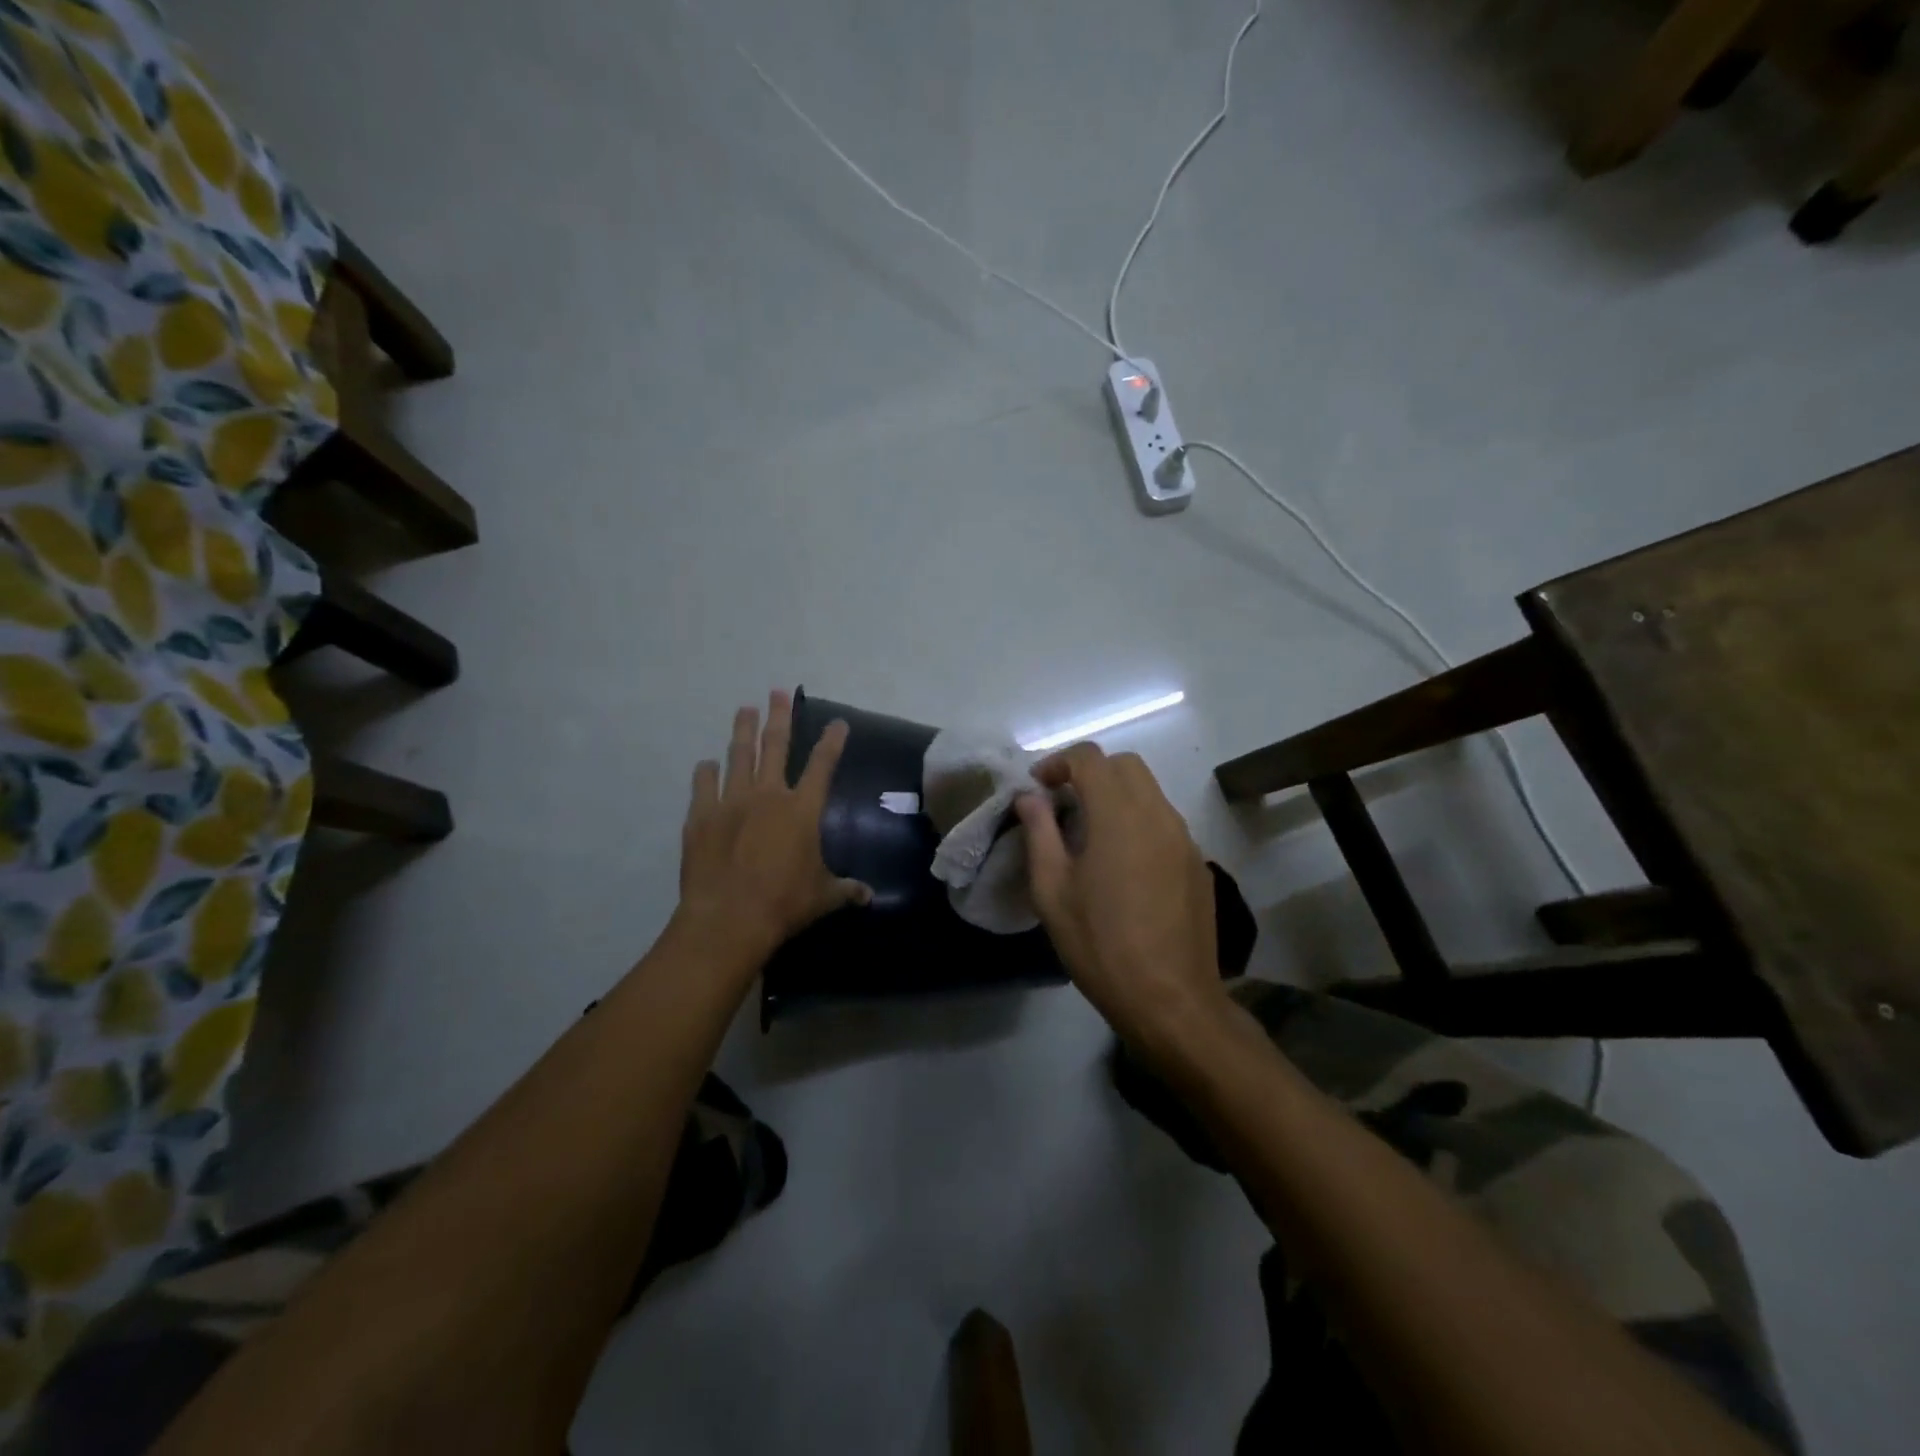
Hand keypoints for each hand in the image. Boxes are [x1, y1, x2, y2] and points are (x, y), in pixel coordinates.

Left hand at [676, 690, 870, 965]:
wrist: (729, 918)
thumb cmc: (784, 903)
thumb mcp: (823, 897)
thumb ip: (846, 890)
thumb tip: (870, 896)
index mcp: (802, 809)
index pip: (823, 765)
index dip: (832, 741)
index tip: (838, 722)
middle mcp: (768, 795)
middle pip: (775, 746)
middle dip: (779, 717)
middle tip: (777, 692)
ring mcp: (731, 802)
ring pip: (738, 755)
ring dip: (742, 730)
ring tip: (744, 709)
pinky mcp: (701, 816)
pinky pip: (703, 785)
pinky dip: (706, 772)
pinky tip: (707, 764)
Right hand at [1015, 744, 1224, 1059]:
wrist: (1171, 1000)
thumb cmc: (1100, 945)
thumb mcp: (1053, 891)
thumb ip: (1039, 833)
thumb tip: (1030, 798)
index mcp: (1119, 815)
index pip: (1090, 758)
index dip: (1058, 763)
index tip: (1038, 788)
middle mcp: (1158, 814)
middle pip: (1125, 766)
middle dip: (1090, 772)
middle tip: (1062, 804)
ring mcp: (1184, 838)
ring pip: (1149, 792)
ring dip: (1116, 796)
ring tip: (1089, 834)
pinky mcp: (1197, 863)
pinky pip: (1164, 822)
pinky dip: (1138, 821)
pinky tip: (1122, 864)